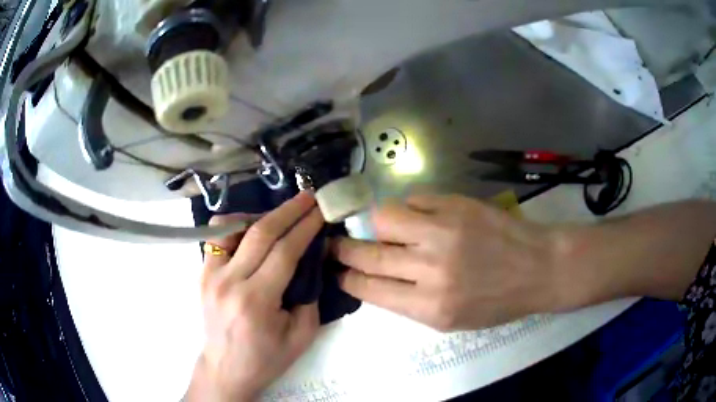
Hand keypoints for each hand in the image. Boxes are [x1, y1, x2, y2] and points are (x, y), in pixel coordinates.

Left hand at [186, 192, 322, 400]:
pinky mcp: (202, 272)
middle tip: (308, 196)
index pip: (284, 251)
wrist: (226, 368)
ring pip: (233, 226)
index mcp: (256, 301)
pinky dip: (237, 225)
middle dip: (289, 210)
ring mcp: (210, 274)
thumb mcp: (302, 334)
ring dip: (260, 214)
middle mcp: (228, 282)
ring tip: (281, 215)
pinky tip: (252, 230)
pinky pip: (218, 236)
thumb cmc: (267, 358)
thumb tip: (312, 256)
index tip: (321, 209)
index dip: (306, 226)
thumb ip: (310, 293)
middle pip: (260, 232)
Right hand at [334, 194, 561, 331]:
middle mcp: (431, 268)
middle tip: (335, 245)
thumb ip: (409, 301)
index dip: (346, 278)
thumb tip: (375, 278)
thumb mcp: (450, 320)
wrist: (537, 268)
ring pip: (384, 218)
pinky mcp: (456, 205)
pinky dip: (406, 209)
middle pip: (369, 254)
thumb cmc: (496, 302)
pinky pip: (413, 200)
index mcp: (429, 306)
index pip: (369, 288)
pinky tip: (414, 217)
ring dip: (374, 224)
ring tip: (379, 229)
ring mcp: (443, 231)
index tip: (337, 271)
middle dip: (344, 250)